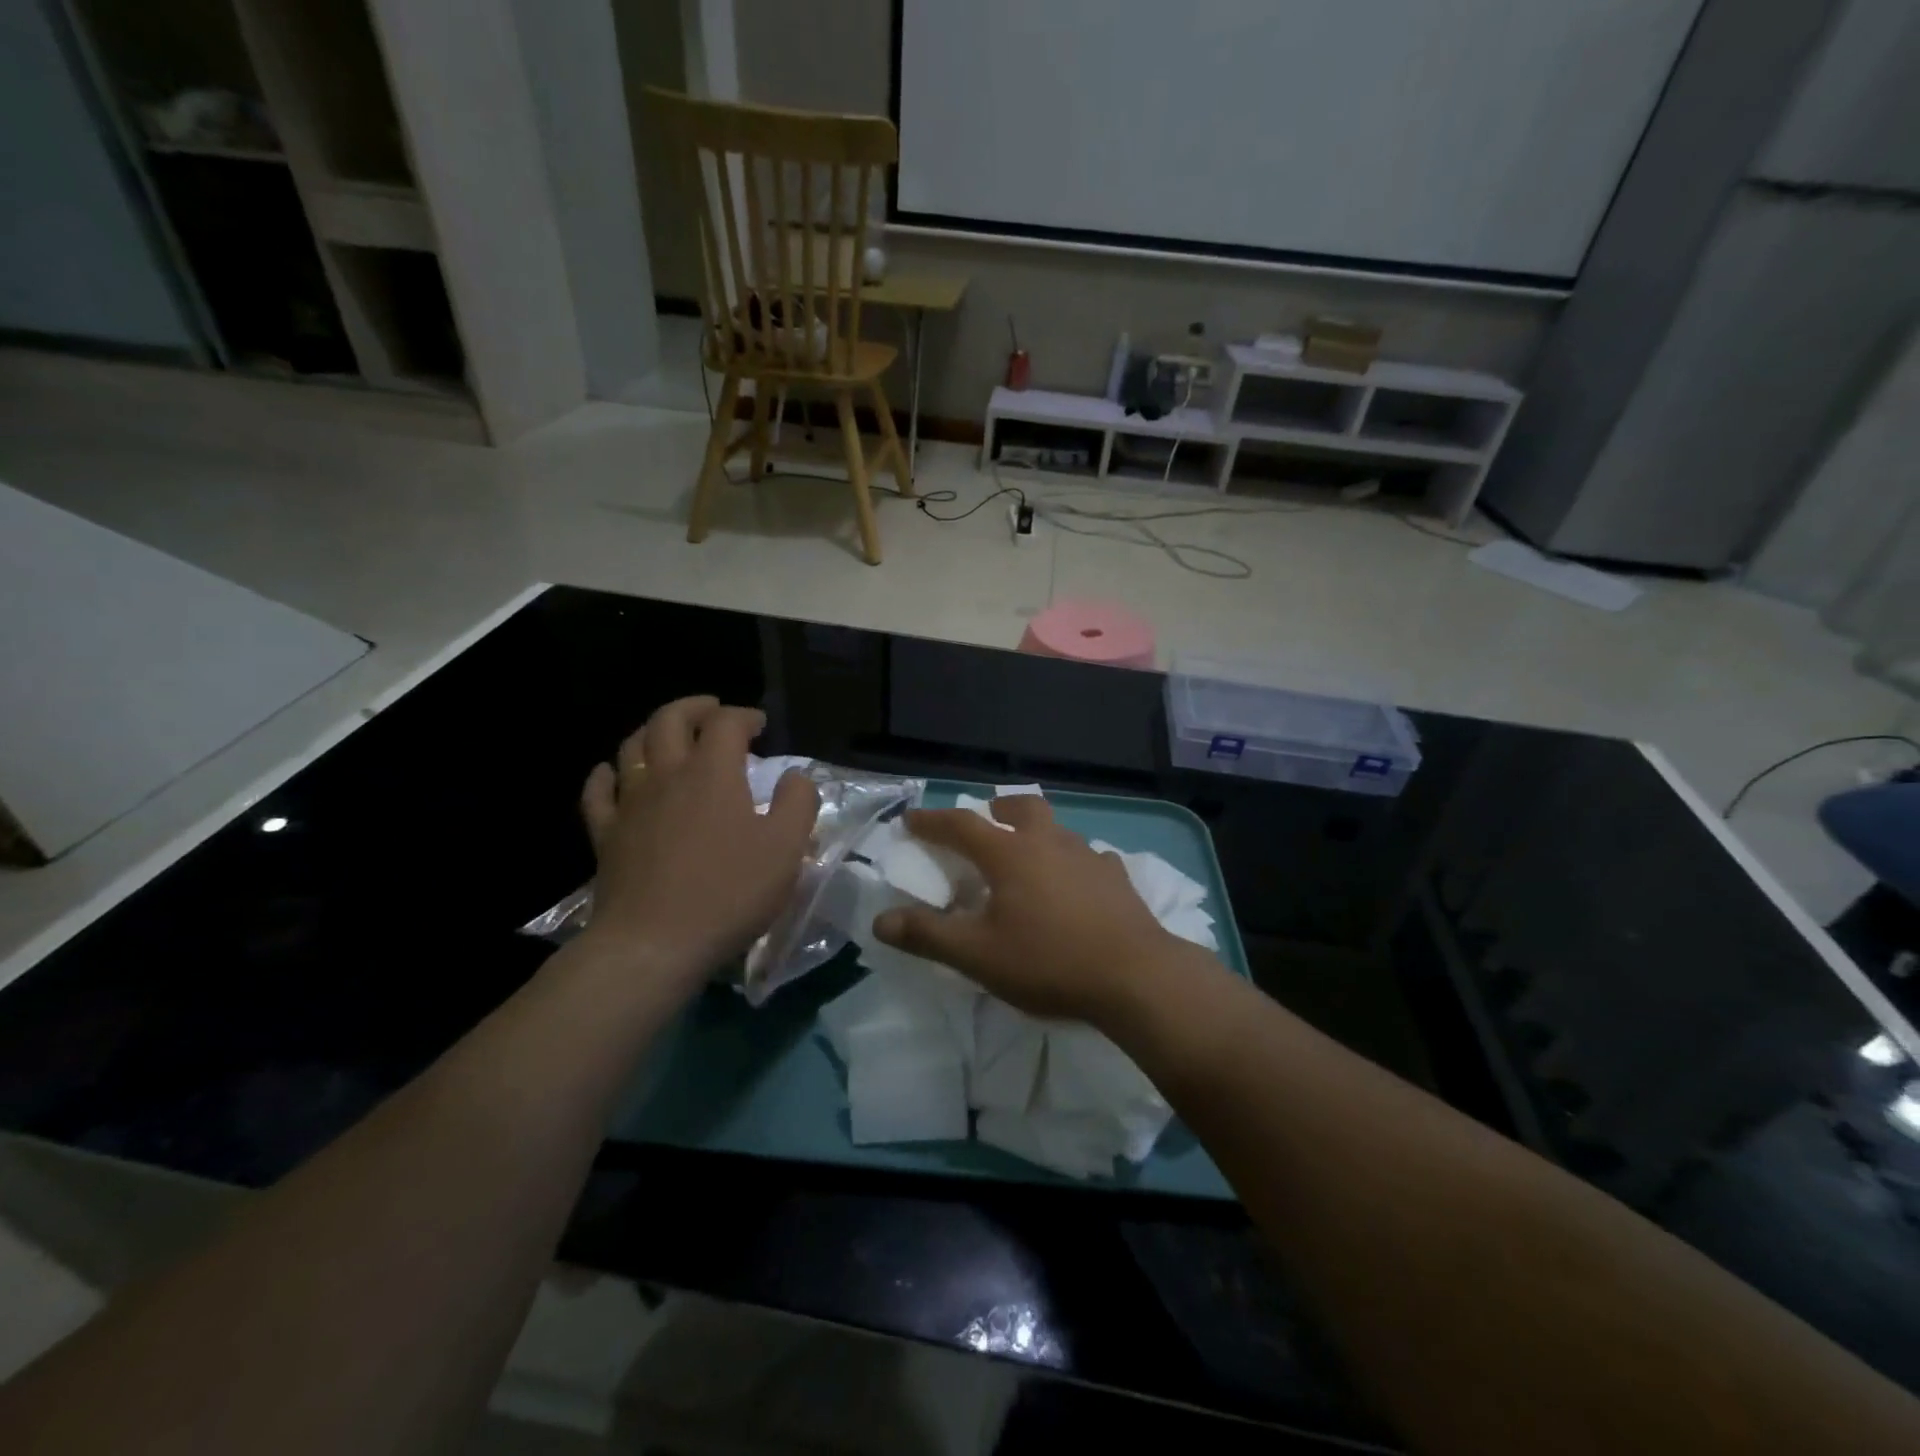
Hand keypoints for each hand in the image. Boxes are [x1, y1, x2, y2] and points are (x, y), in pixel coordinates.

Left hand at [577, 697, 818, 979]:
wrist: (654, 944)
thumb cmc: (728, 893)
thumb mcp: (786, 849)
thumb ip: (798, 803)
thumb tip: (796, 776)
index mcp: (712, 773)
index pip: (726, 724)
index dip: (744, 716)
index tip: (759, 725)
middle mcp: (667, 775)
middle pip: (669, 720)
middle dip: (693, 707)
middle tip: (712, 710)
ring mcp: (630, 803)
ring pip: (631, 747)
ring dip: (653, 731)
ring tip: (669, 735)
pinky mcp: (605, 834)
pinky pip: (598, 791)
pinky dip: (606, 774)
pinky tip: (613, 773)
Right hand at [872, 795, 1189, 1023]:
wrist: (1135, 976)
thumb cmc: (1049, 962)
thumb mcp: (978, 955)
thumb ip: (928, 935)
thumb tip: (881, 919)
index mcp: (1010, 854)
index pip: (961, 825)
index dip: (932, 821)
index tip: (911, 820)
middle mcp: (1048, 842)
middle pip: (1020, 807)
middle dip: (996, 808)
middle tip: (985, 819)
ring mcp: (1087, 855)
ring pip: (1055, 828)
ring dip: (1035, 832)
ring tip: (1028, 856)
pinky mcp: (1116, 876)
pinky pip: (1087, 856)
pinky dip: (1071, 861)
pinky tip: (1075, 884)